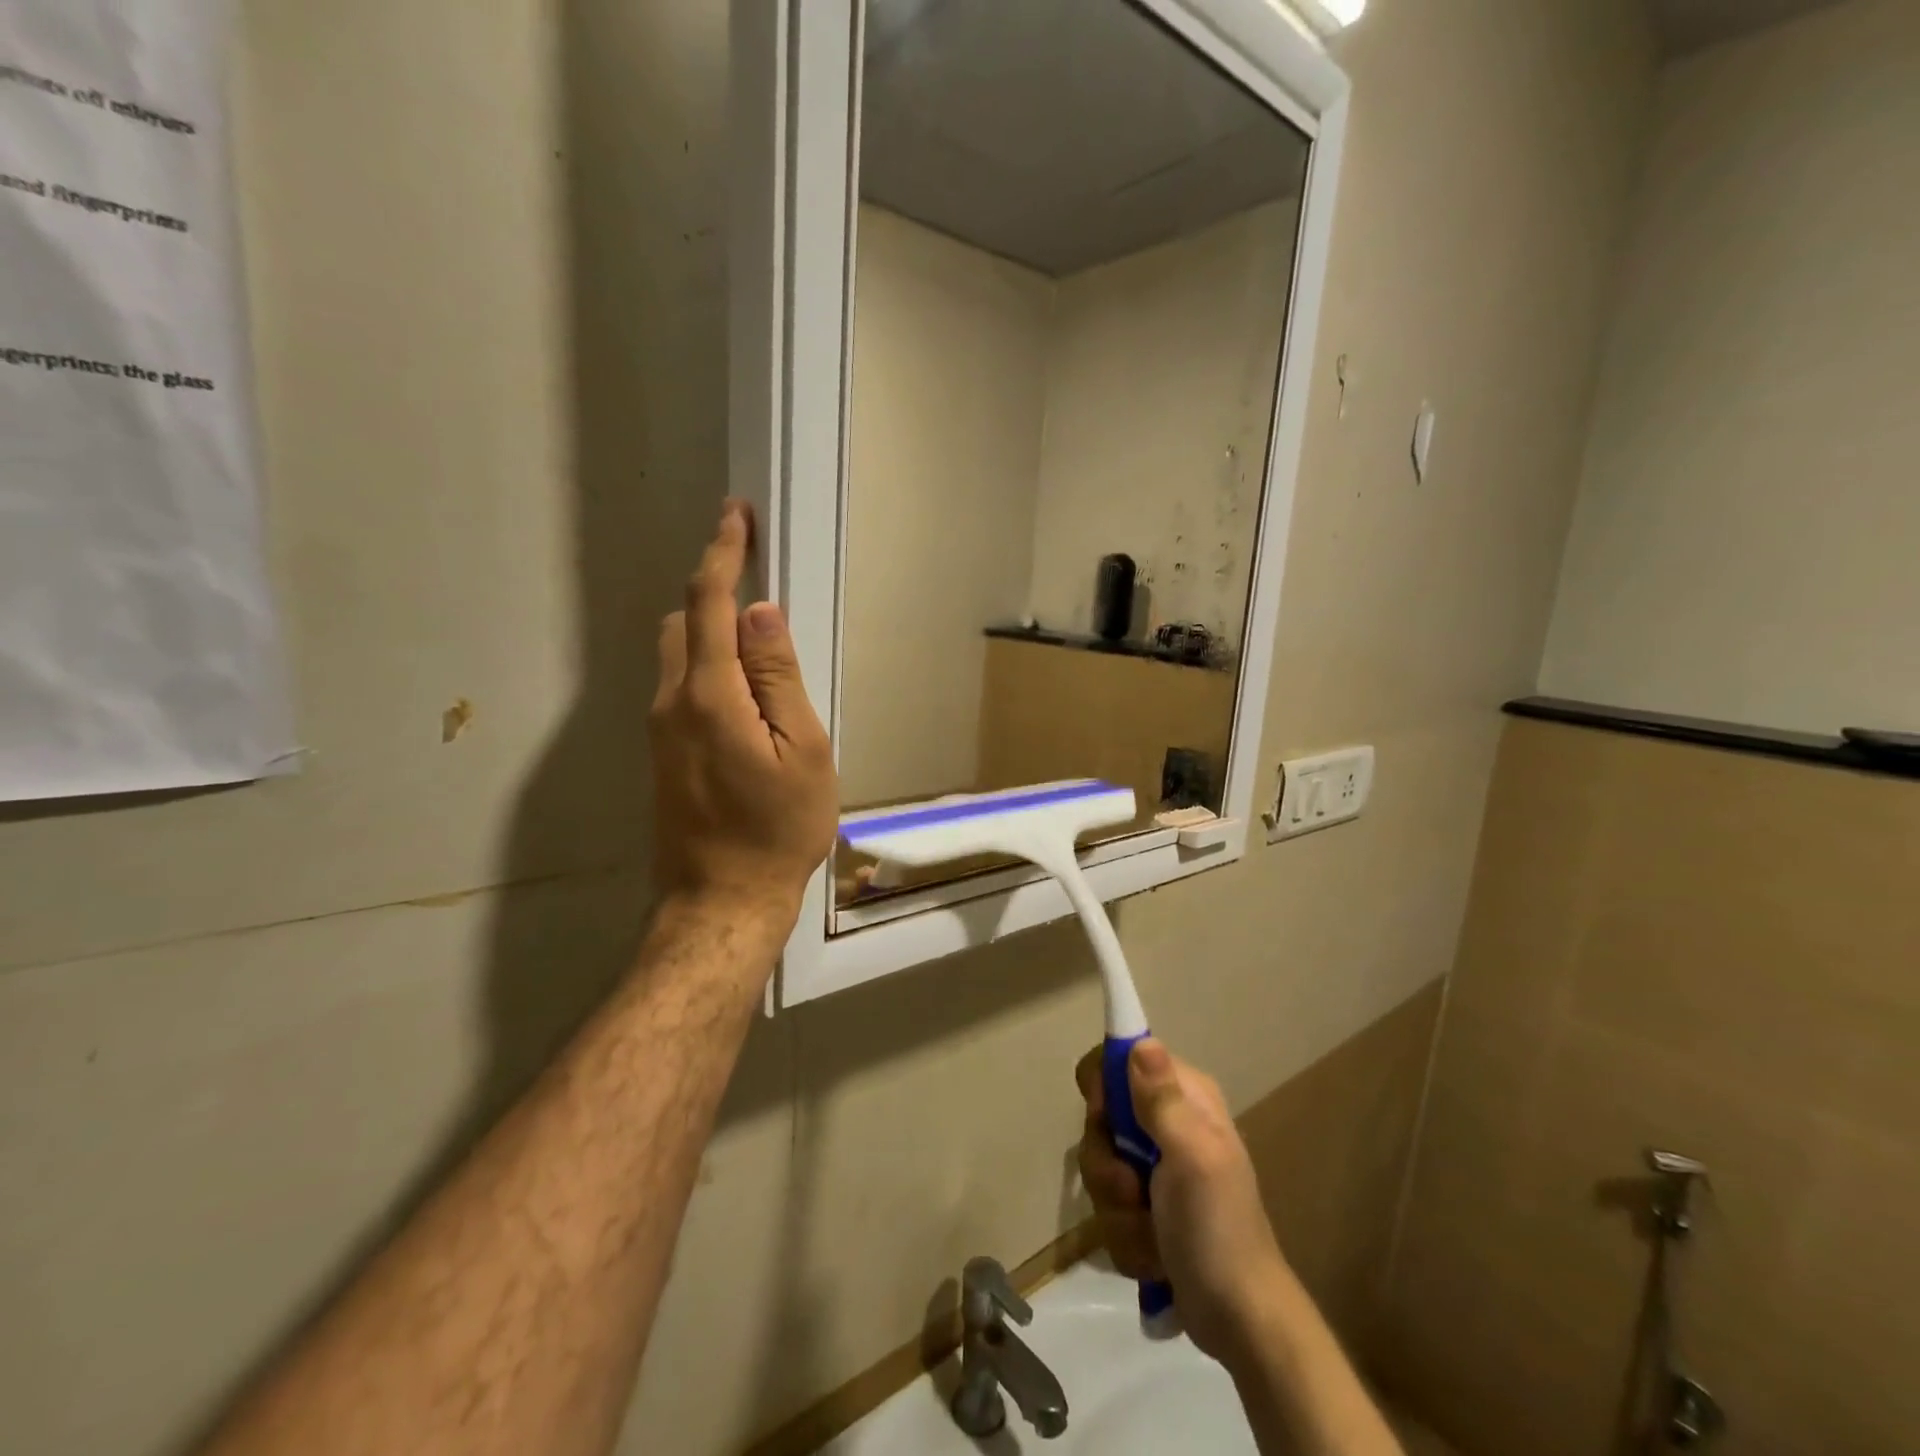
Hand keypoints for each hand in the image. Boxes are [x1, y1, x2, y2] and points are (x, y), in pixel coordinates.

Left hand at [650, 501, 837, 925]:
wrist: (721, 902)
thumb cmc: (778, 830)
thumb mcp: (802, 752)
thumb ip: (778, 679)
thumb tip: (759, 614)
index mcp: (709, 696)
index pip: (710, 604)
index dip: (723, 553)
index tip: (735, 515)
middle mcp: (671, 702)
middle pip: (683, 622)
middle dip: (713, 588)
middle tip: (756, 575)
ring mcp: (660, 730)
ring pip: (677, 654)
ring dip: (709, 628)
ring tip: (757, 637)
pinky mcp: (663, 753)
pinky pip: (679, 686)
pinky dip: (705, 664)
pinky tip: (741, 690)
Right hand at [1076, 1040, 1290, 1365]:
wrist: (1241, 1321)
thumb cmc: (1218, 1228)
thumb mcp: (1192, 1156)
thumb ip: (1162, 1099)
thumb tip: (1141, 1040)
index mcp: (1185, 1097)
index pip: (1119, 1060)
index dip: (1103, 1087)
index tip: (1105, 1118)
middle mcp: (1168, 1122)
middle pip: (1101, 1119)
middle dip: (1107, 1163)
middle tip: (1133, 1188)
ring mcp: (1155, 1168)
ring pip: (1100, 1167)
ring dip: (1116, 1208)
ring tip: (1150, 1233)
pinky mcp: (1146, 1208)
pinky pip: (1108, 1207)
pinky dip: (1126, 1235)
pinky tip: (1154, 1255)